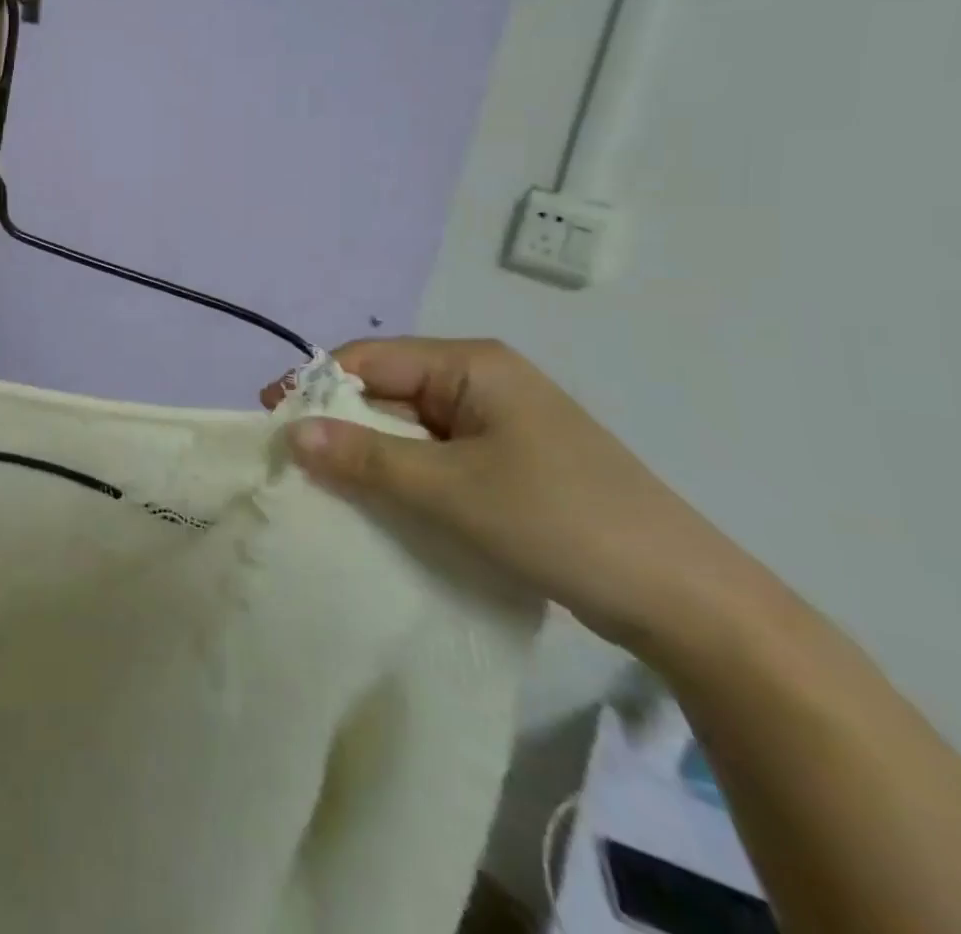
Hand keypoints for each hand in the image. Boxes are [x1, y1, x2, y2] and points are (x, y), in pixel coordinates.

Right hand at [265, 338, 761, 656]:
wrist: (688, 602)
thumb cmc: (561, 522)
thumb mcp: (452, 490)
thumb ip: (367, 458)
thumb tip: (291, 432)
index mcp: (472, 364)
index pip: (370, 359)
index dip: (316, 386)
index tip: (271, 421)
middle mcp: (481, 381)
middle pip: (387, 389)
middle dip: (340, 423)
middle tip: (292, 463)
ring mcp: (497, 423)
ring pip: (408, 427)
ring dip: (369, 453)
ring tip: (325, 487)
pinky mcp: (507, 463)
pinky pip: (434, 456)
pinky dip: (402, 475)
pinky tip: (380, 504)